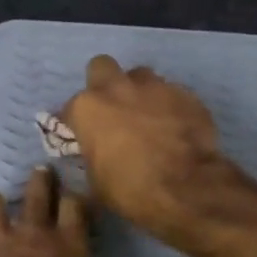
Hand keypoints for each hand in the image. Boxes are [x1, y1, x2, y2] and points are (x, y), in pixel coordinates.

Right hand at [61, 55, 241, 244]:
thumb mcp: (96, 180)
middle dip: (104, 84)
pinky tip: (174, 127)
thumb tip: (97, 152)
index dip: (76, 123)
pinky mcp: (185, 94)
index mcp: (88, 108)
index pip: (70, 108)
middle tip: (112, 110)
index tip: (82, 136)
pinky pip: (171, 93)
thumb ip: (92, 155)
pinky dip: (168, 107)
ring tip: (147, 117)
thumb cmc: (130, 189)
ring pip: (140, 76)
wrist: (185, 187)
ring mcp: (154, 87)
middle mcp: (117, 88)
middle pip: (102, 67)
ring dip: (138, 92)